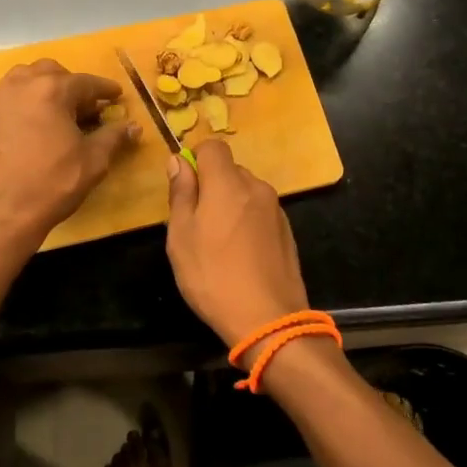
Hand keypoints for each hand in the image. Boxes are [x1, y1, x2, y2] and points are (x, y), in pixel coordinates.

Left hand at [0, 59, 140, 249]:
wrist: (0, 214)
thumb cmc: (52, 184)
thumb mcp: (93, 161)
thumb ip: (113, 137)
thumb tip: (133, 127)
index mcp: (51, 90)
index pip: (86, 82)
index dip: (104, 89)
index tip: (115, 95)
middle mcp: (21, 86)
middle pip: (51, 72)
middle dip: (71, 84)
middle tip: (84, 107)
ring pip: (23, 80)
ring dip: (43, 88)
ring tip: (55, 111)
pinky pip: (6, 102)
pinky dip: (22, 106)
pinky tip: (29, 128)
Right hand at [165, 139, 307, 347]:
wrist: (269, 320)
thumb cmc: (213, 276)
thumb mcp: (181, 236)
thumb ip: (181, 193)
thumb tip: (179, 160)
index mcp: (228, 183)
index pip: (213, 146)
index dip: (196, 158)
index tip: (185, 186)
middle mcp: (256, 187)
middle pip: (230, 170)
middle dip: (212, 185)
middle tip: (196, 221)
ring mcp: (276, 209)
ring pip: (245, 192)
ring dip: (230, 204)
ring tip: (219, 243)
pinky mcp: (287, 231)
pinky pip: (260, 212)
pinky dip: (247, 221)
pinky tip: (241, 254)